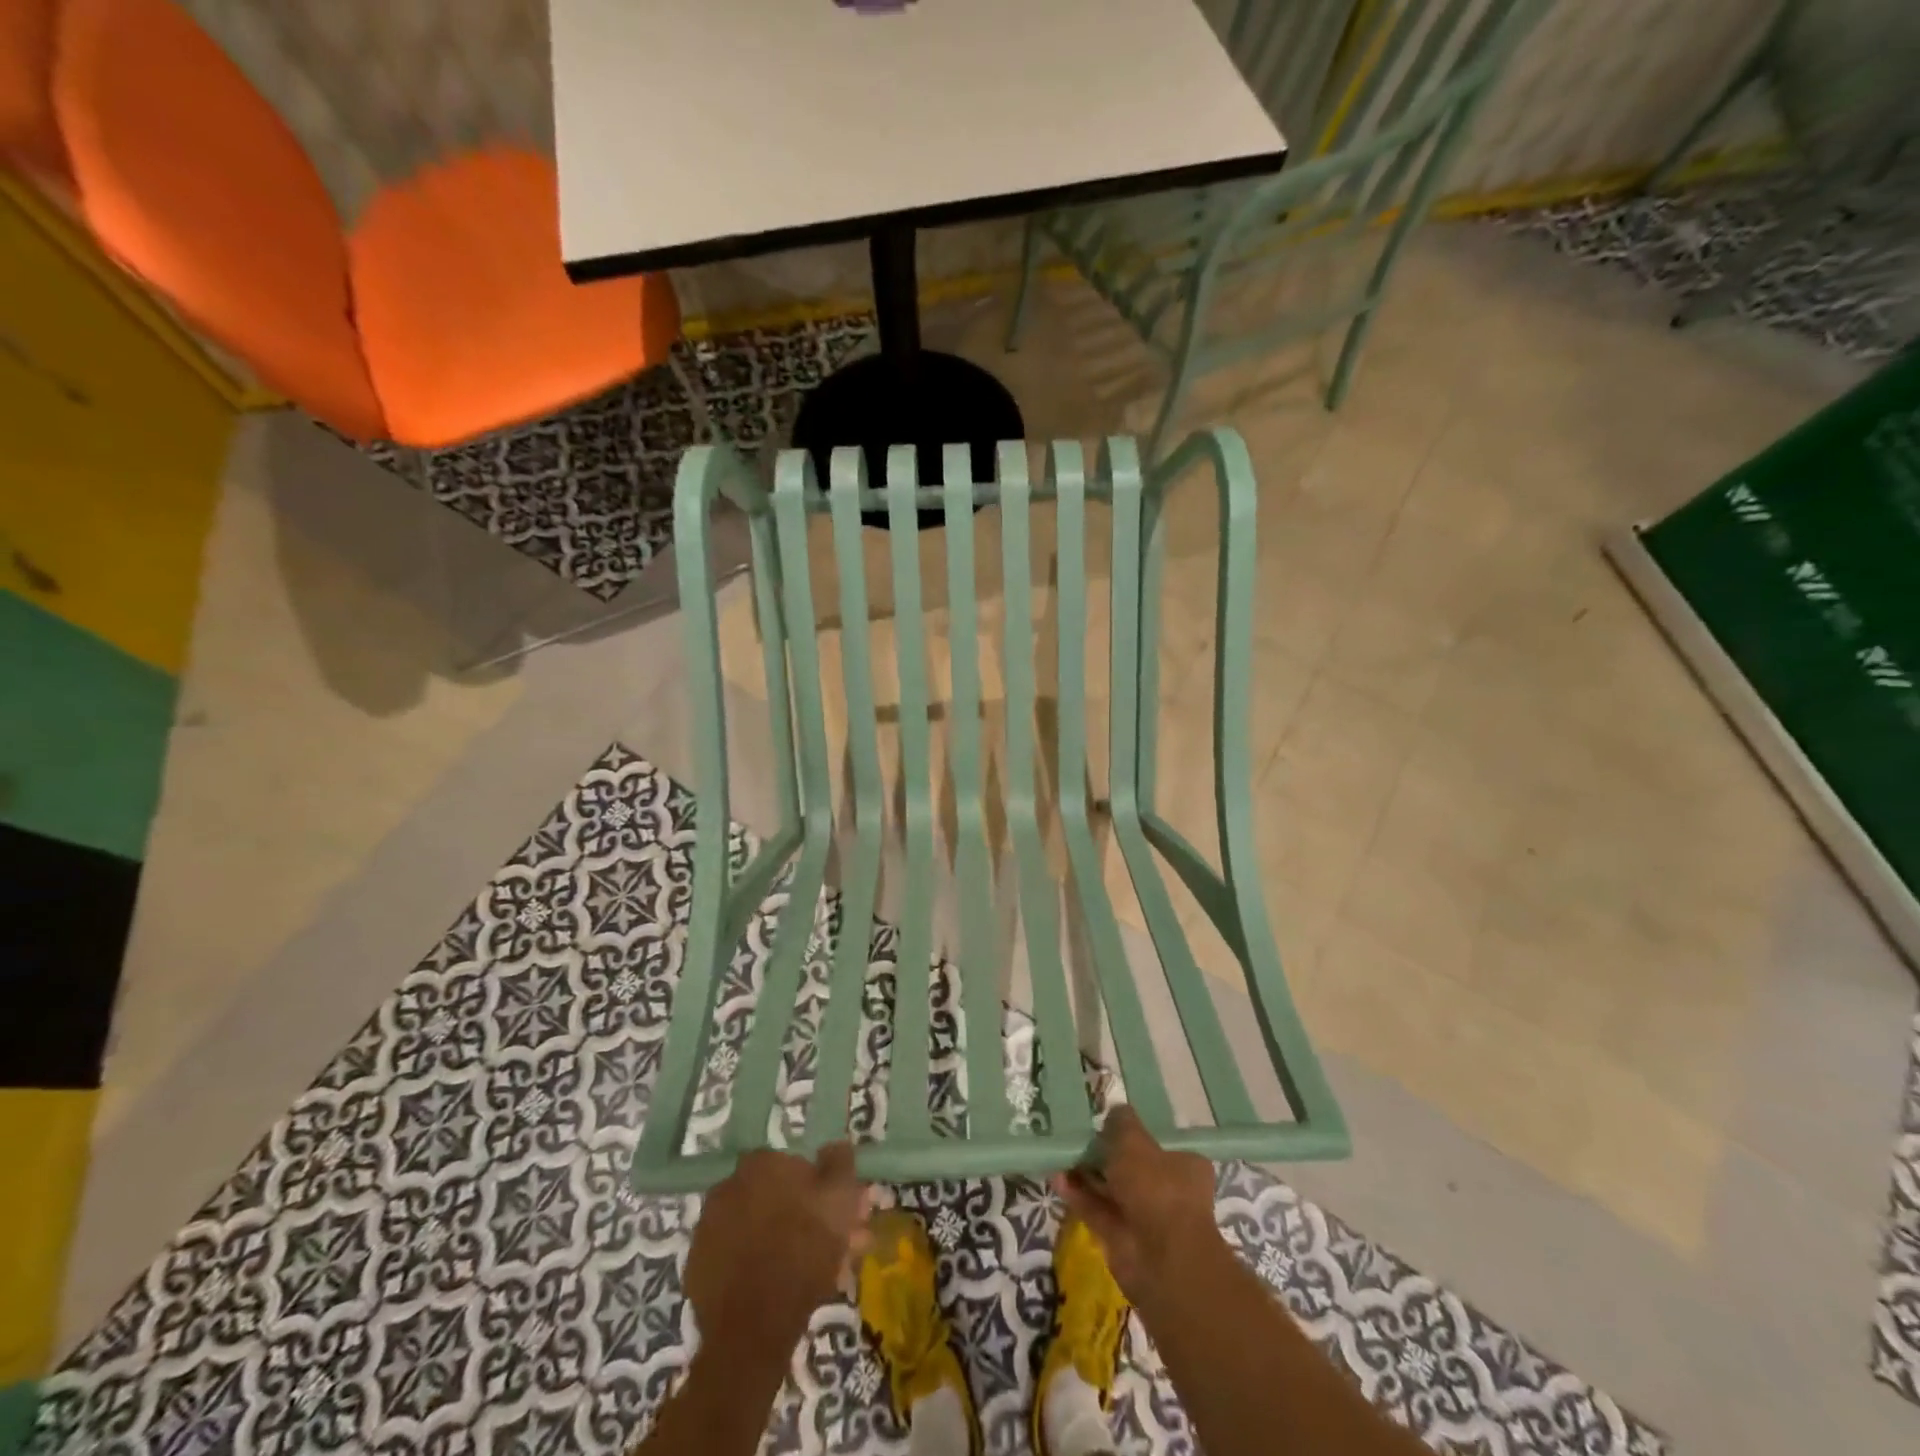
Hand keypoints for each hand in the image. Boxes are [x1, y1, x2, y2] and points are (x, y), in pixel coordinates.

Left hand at [685, 1145, 871, 1361]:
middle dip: (806, 1217)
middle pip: (777, 1197)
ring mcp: (708, 1227)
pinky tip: (778, 1286)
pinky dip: (756, 1264)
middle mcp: (729, 1184)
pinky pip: (737, 1256)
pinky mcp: (697, 1266)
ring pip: (758, 1227)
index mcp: (761, 1163)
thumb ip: (840, 1163)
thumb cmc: (802, 1252)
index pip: (797, 1165)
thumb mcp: (839, 1200)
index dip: (821, 1189)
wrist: (751, 1330)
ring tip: (811, 1273)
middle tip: (832, 1247)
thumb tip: (836, 1144)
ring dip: (784, 1240)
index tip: (839, 1215)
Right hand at [1052, 1105, 1221, 1300]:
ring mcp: (1145, 1217)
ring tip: (1061, 1154)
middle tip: (1080, 1136)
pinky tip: (1058, 1179)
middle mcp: (1169, 1190)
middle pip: (1132, 1167)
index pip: (1159, 1143)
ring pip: (1112, 1189)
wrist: (1161, 1259)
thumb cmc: (1157, 1188)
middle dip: (1106, 1154)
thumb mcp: (1135, 1141)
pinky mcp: (1122, 1237)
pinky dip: (1079, 1196)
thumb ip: (1122, 1123)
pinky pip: (1097, 1210)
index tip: (1109, 1122)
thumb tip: (1115, 1110)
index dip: (1135, 1133)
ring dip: (1088, 1175)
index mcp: (1185, 1165)